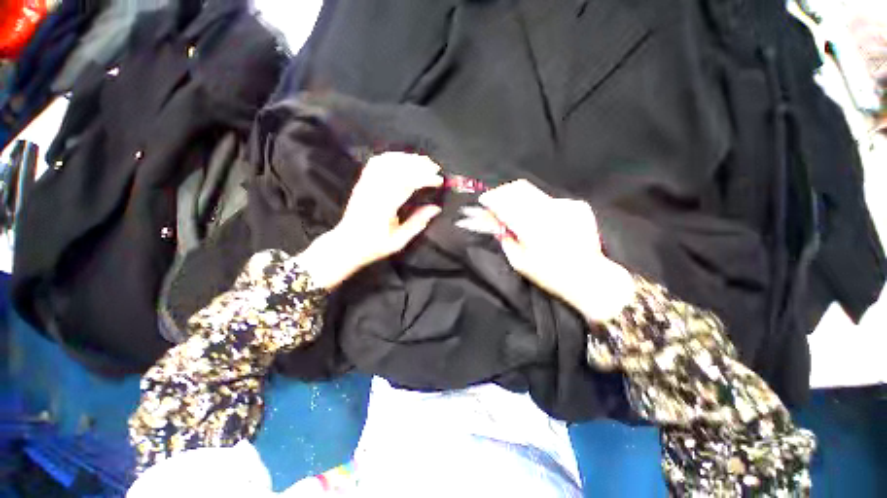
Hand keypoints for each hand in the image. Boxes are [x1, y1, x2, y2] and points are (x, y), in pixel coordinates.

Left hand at [295, 152, 442, 289]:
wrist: (346, 244)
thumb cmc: (374, 246)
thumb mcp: (399, 241)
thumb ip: (417, 223)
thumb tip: (435, 208)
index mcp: (383, 208)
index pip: (407, 184)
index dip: (425, 178)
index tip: (439, 181)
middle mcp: (373, 192)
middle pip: (397, 168)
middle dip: (419, 164)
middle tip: (435, 168)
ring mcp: (365, 185)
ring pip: (387, 161)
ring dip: (407, 158)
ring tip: (423, 162)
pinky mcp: (362, 182)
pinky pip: (376, 162)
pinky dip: (392, 157)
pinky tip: (403, 159)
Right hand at [467, 180, 634, 320]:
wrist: (588, 276)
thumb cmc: (549, 274)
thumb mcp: (519, 262)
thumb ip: (505, 240)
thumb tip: (496, 225)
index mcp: (530, 226)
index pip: (504, 203)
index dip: (491, 199)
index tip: (484, 200)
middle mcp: (547, 210)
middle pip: (518, 189)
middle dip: (503, 192)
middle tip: (497, 201)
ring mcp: (564, 205)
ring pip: (534, 192)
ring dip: (521, 199)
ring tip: (519, 213)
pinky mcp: (577, 206)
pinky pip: (551, 201)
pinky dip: (541, 208)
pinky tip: (545, 221)